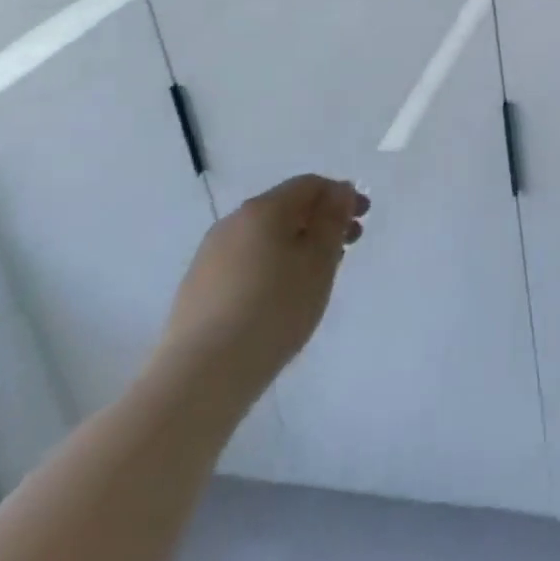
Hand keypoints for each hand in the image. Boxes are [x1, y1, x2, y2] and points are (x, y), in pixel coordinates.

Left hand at [156, 175, 367, 404]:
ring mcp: (209, 255)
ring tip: (317, 276)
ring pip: (265, 237)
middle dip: (321, 221)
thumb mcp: (319, 261)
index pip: (309, 185)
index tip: (362, 220)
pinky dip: (272, 265)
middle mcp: (232, 223)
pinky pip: (245, 261)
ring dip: (297, 244)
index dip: (340, 195)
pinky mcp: (197, 287)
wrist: (201, 376)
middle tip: (348, 247)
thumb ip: (333, 219)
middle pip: (286, 208)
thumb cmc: (274, 309)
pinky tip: (280, 297)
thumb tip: (340, 191)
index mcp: (263, 209)